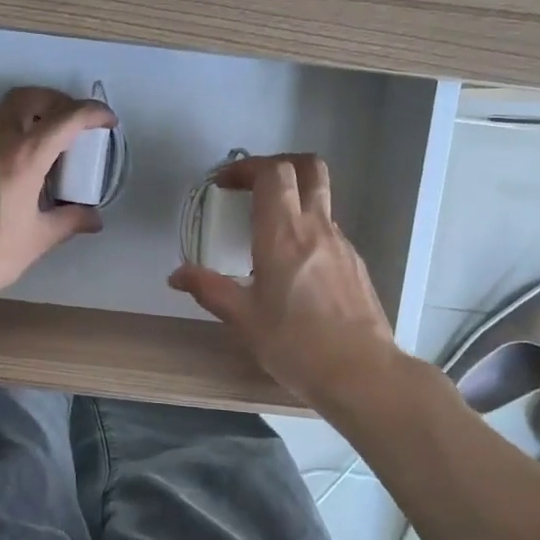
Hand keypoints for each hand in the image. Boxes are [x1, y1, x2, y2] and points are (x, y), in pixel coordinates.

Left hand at [0, 86, 115, 307]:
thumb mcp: (37, 239)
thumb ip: (69, 220)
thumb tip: (94, 218)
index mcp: (24, 156)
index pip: (66, 118)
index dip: (92, 113)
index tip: (107, 121)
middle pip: (29, 97)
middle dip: (56, 100)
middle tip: (72, 122)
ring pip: (1, 108)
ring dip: (28, 110)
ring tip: (43, 136)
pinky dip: (5, 130)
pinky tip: (10, 161)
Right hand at [168, 153, 404, 415]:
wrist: (362, 374)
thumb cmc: (295, 344)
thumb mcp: (243, 319)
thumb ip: (208, 289)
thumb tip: (177, 274)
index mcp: (283, 233)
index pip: (272, 172)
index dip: (247, 167)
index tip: (225, 183)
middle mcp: (316, 227)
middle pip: (308, 167)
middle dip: (278, 165)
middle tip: (252, 186)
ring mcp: (341, 243)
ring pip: (320, 198)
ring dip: (293, 198)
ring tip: (268, 230)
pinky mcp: (355, 263)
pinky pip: (329, 229)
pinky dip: (307, 229)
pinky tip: (294, 267)